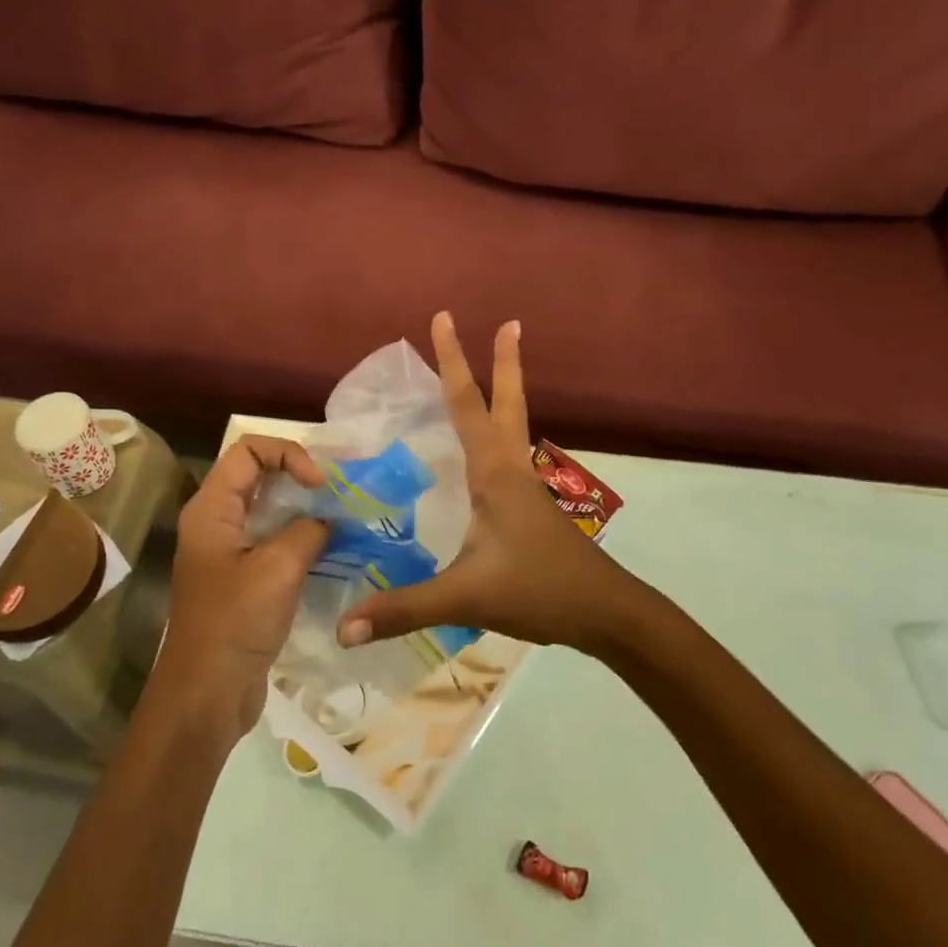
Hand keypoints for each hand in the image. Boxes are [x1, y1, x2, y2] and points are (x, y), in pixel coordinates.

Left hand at [159, 437, 329, 733]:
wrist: (206, 695)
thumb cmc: (235, 624)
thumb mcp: (279, 569)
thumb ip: (308, 530)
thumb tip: (327, 520)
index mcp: (211, 510)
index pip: (248, 451)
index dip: (287, 454)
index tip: (320, 484)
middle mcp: (215, 522)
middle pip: (257, 476)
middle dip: (299, 477)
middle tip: (337, 495)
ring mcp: (226, 551)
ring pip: (267, 510)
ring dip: (302, 509)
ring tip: (340, 519)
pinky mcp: (240, 579)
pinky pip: (271, 541)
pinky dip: (298, 538)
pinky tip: (329, 551)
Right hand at [336, 311, 642, 653]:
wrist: (606, 614)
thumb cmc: (539, 590)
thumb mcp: (466, 597)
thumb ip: (403, 609)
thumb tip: (341, 629)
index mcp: (494, 472)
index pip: (467, 404)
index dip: (453, 361)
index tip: (445, 317)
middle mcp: (511, 468)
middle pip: (506, 402)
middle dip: (504, 361)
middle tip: (510, 322)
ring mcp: (525, 487)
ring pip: (512, 425)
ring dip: (506, 390)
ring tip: (500, 364)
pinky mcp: (530, 507)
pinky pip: (508, 454)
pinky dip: (499, 431)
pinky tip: (486, 450)